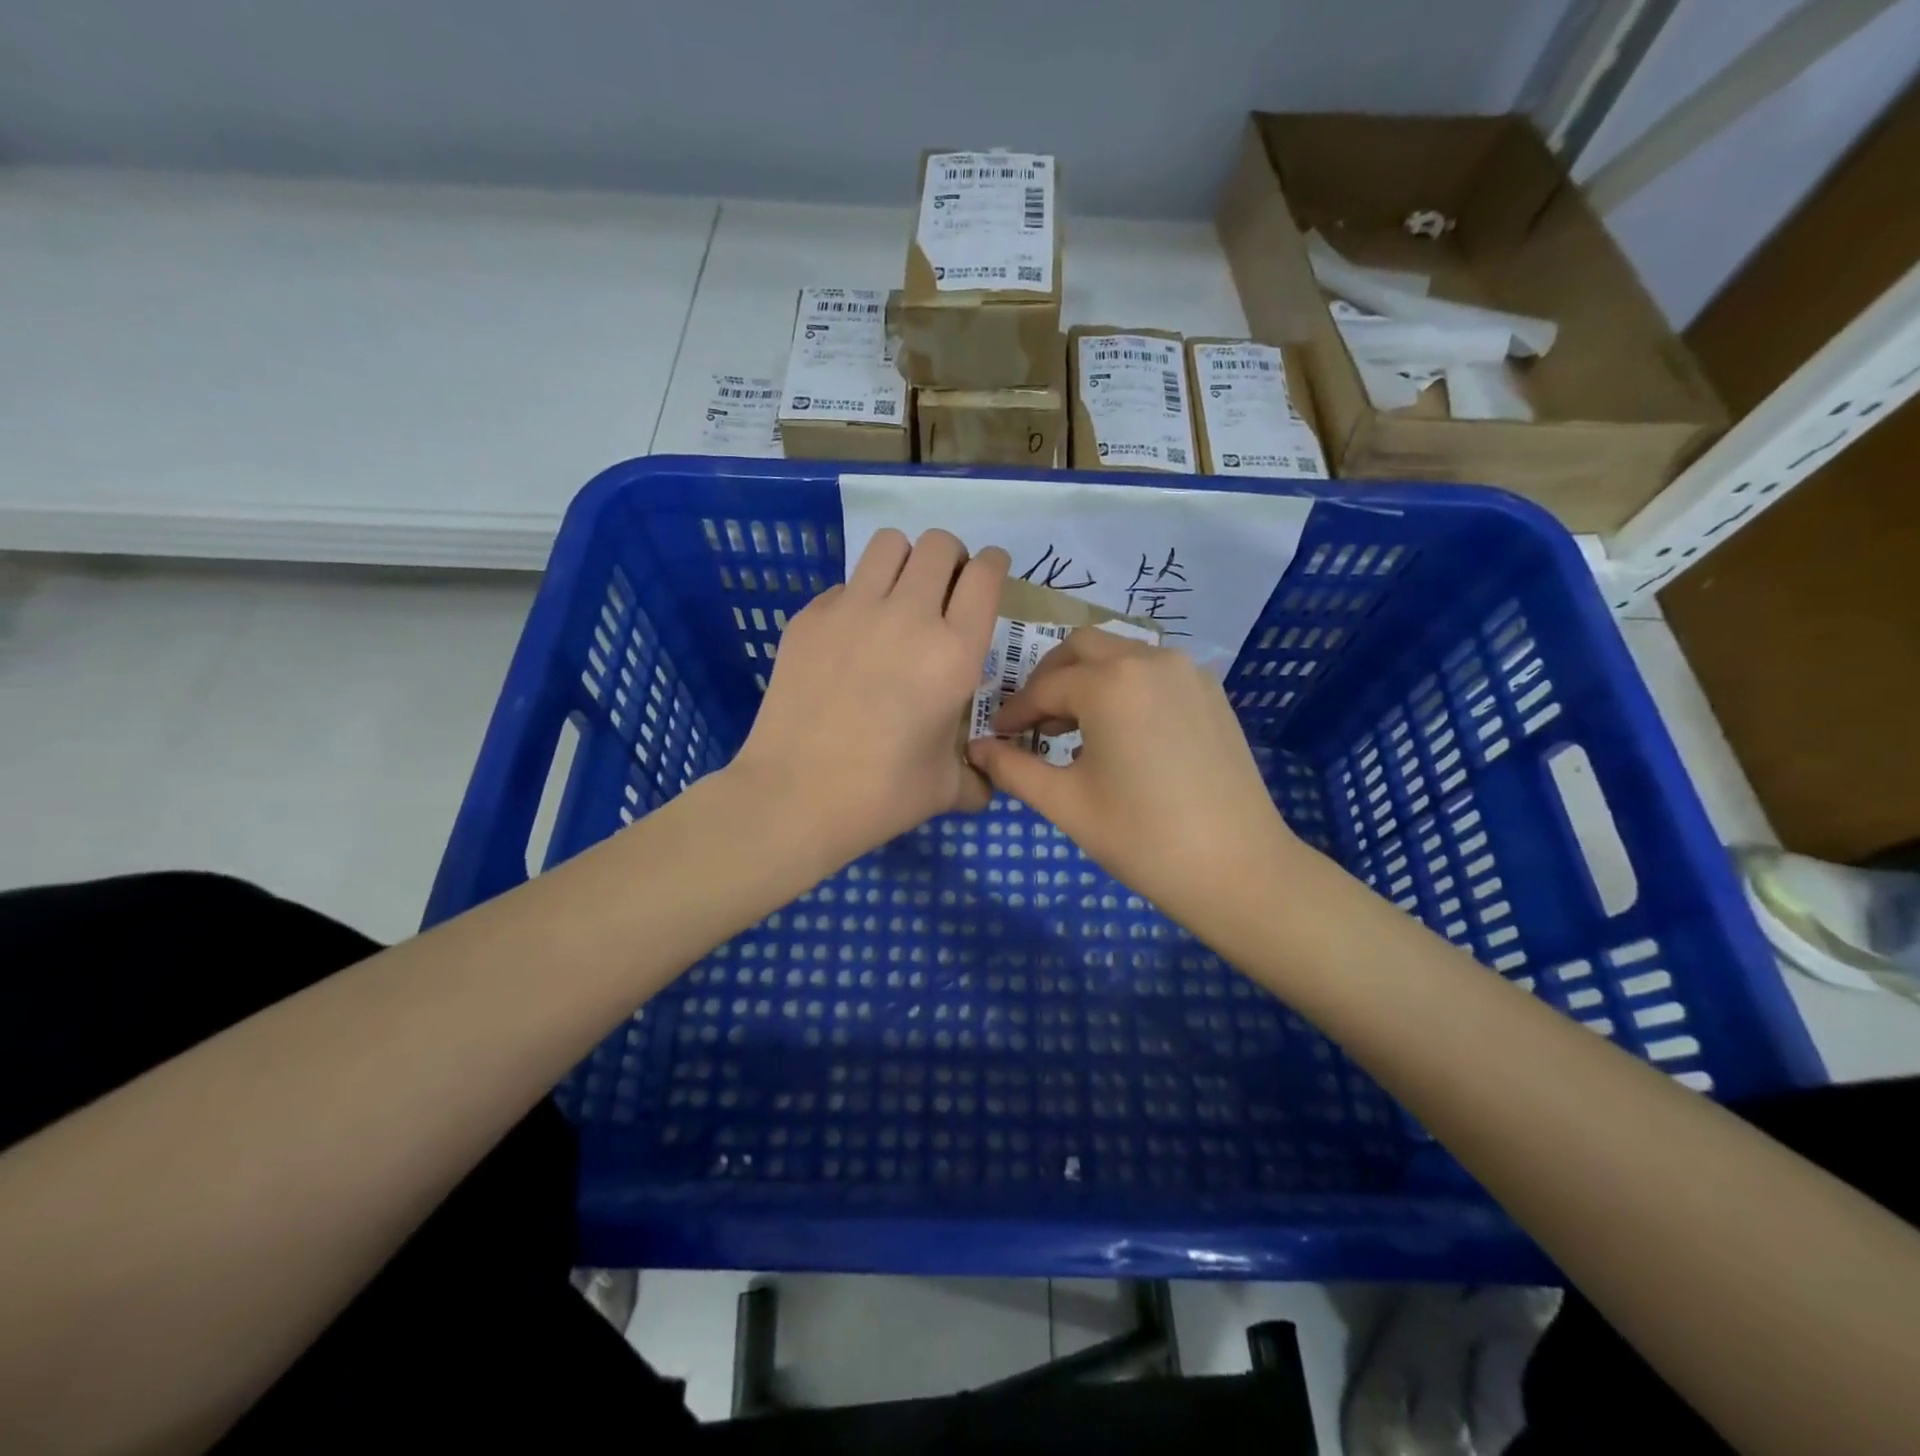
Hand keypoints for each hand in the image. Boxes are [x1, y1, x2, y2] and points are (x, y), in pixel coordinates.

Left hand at [731, 528, 1008, 864]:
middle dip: (951, 558)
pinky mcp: (809, 617)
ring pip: (889, 543)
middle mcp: (907, 616)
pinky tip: (852, 638)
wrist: (795, 797)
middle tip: (945, 590)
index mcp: (954, 652)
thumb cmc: (881, 795)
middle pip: (939, 544)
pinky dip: (858, 597)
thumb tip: (986, 782)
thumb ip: (977, 776)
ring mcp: (852, 610)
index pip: (985, 574)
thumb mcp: (946, 788)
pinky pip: (844, 584)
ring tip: (900, 596)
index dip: (993, 564)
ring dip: (905, 560)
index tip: (990, 573)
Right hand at [966, 627, 1298, 921]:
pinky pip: (1153, 671)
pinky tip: (1120, 731)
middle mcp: (1150, 659)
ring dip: (1088, 679)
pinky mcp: (1211, 692)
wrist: (1236, 867)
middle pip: (1082, 648)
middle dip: (1049, 678)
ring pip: (1120, 654)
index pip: (1044, 687)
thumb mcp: (1065, 802)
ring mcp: (1187, 672)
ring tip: (1073, 728)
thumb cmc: (1140, 836)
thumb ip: (1013, 768)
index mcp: (1110, 682)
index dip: (1014, 712)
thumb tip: (976, 749)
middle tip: (1031, 719)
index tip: (997, 736)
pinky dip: (1124, 686)